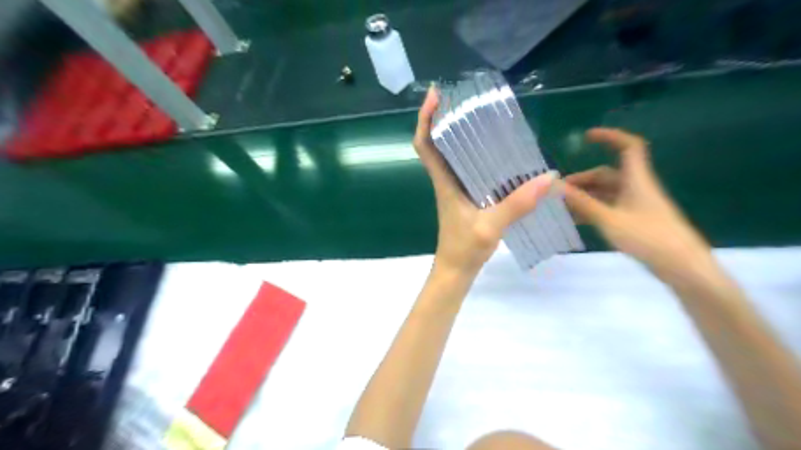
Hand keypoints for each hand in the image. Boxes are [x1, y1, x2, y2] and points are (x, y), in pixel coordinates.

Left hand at [413, 87, 558, 275]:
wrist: (456, 270)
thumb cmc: (464, 249)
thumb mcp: (490, 226)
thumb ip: (517, 204)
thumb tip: (549, 177)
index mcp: (444, 182)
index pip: (425, 145)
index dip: (425, 119)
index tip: (435, 96)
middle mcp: (446, 181)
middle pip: (436, 144)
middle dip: (444, 118)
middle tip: (465, 99)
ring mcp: (454, 189)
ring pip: (451, 155)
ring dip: (458, 134)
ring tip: (481, 116)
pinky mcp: (464, 197)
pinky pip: (465, 169)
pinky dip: (473, 155)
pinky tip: (495, 151)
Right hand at [562, 127, 713, 280]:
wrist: (682, 267)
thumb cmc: (648, 238)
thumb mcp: (610, 219)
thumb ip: (582, 203)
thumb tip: (556, 186)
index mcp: (637, 180)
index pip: (628, 147)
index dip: (610, 137)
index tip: (586, 137)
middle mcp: (636, 188)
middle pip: (607, 174)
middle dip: (582, 180)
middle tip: (557, 192)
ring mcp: (635, 205)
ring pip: (605, 193)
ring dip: (584, 197)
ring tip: (561, 207)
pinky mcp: (634, 221)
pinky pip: (608, 208)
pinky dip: (592, 210)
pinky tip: (576, 220)